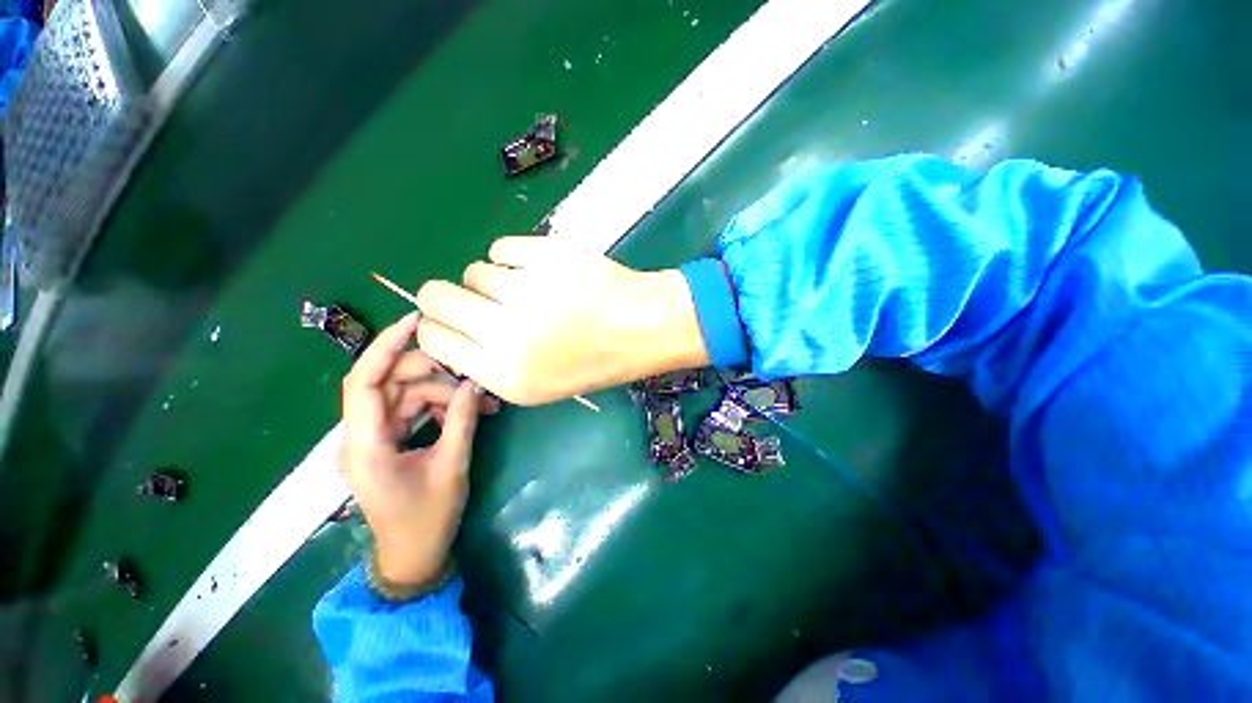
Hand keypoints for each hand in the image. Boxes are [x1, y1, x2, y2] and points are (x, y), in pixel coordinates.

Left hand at [338, 313, 499, 586]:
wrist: (413, 556)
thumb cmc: (428, 518)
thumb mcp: (451, 466)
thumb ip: (461, 419)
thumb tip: (475, 383)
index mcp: (364, 444)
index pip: (364, 380)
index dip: (386, 345)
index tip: (417, 321)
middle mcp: (359, 435)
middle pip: (390, 383)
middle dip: (434, 376)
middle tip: (474, 381)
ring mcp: (372, 438)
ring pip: (405, 395)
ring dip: (443, 394)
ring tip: (482, 404)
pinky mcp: (386, 442)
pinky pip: (411, 410)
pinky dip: (438, 407)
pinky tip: (466, 412)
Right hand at [415, 236, 709, 404]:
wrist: (646, 327)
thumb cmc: (598, 360)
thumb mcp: (542, 383)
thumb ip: (492, 362)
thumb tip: (455, 329)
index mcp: (506, 375)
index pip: (433, 338)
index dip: (439, 324)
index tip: (456, 320)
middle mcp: (508, 335)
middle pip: (436, 296)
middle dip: (451, 296)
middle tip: (483, 298)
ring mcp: (528, 291)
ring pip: (474, 271)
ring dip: (495, 279)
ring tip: (531, 289)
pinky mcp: (547, 257)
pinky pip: (502, 247)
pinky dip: (514, 256)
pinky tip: (541, 269)